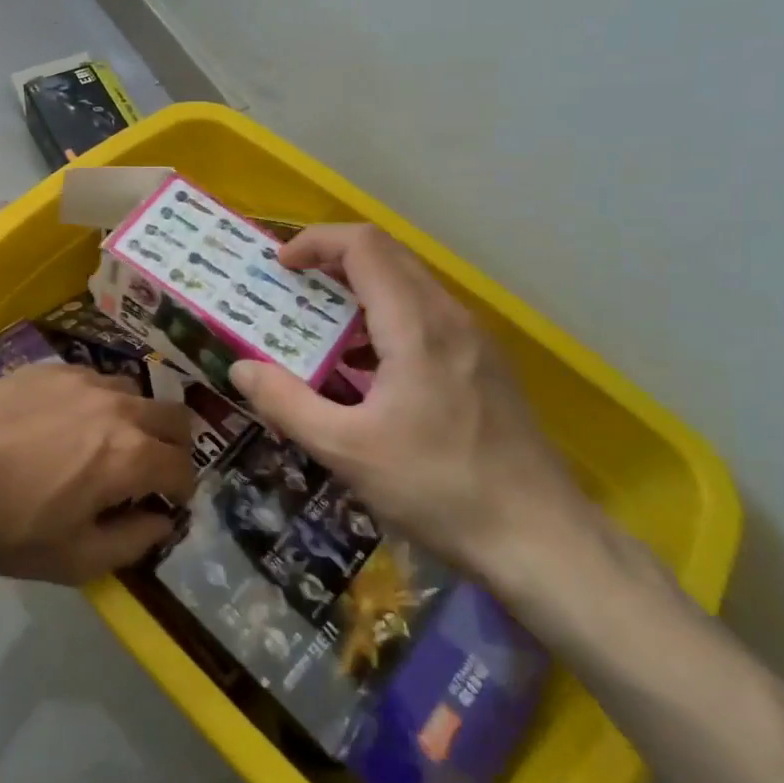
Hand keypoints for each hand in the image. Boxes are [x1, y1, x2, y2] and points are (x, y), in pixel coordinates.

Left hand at [0, 364, 197, 583]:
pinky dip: (96, 401)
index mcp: (131, 455)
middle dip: (174, 445)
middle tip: (151, 470)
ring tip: (104, 442)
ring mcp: (82, 379)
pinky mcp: (48, 367)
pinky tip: (63, 422)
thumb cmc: (5, 526)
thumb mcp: (73, 559)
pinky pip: (91, 379)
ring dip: (135, 418)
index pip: (183, 467)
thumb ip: (132, 542)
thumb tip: (161, 522)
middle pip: (173, 416)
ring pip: (132, 392)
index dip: (182, 491)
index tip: (166, 504)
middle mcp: (117, 406)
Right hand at [228, 224, 594, 582]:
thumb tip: (240, 368)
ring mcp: (474, 339)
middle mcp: (449, 317)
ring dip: (359, 290)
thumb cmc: (439, 489)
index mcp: (416, 325)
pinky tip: (367, 368)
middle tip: (291, 290)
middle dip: (332, 261)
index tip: (280, 267)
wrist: (543, 540)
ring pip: (409, 284)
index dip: (316, 242)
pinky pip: (426, 316)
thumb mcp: (346, 451)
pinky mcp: (485, 364)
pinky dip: (386, 317)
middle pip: (387, 256)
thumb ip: (286, 403)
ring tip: (320, 326)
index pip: (364, 246)